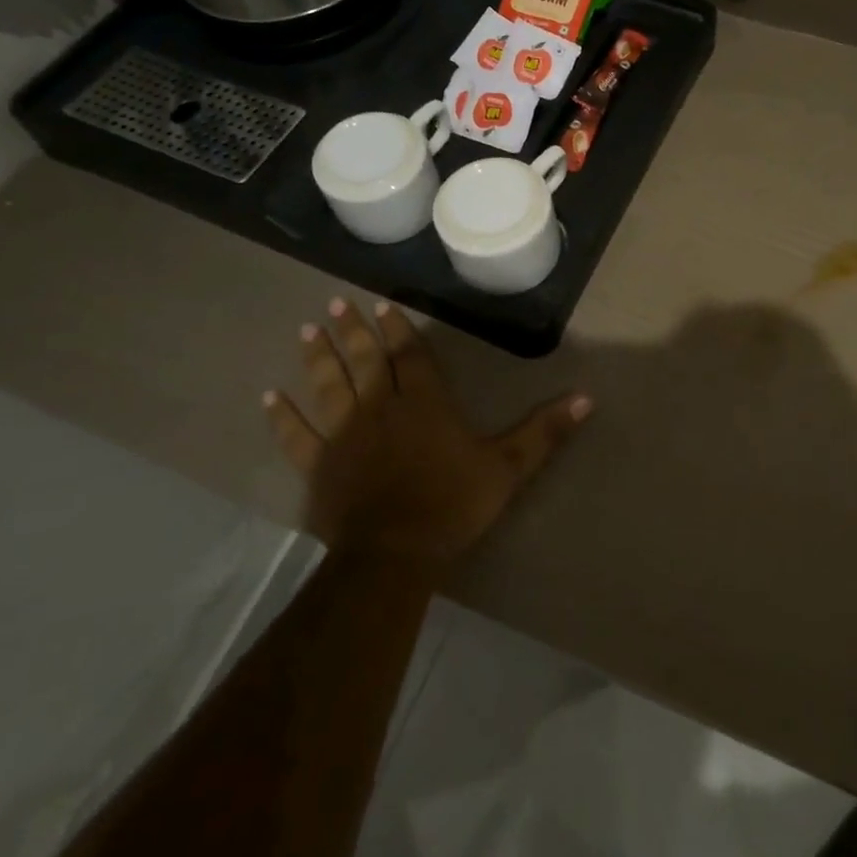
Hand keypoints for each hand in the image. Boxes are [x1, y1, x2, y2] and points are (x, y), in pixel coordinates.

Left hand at [263, 298, 590, 568]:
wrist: (395, 553)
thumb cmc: (453, 504)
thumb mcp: (509, 467)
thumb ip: (544, 431)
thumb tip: (587, 398)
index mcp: (424, 403)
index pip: (409, 356)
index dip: (397, 329)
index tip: (382, 304)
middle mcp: (381, 408)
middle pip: (365, 361)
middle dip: (353, 330)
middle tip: (336, 303)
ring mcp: (345, 435)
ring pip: (329, 386)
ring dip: (318, 356)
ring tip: (307, 329)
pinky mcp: (319, 465)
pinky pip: (297, 435)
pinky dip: (283, 415)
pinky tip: (269, 395)